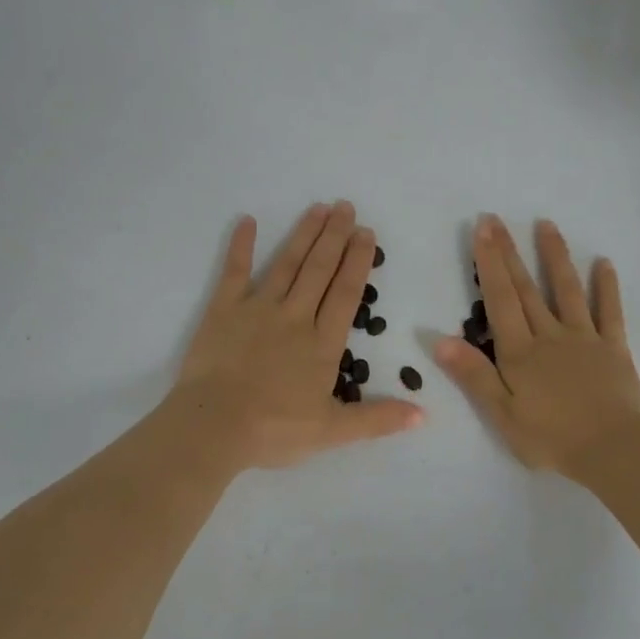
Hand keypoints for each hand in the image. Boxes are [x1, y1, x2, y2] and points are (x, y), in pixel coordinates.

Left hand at [165, 202, 424, 471]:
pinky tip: (246, 221)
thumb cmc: (274, 430)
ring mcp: (257, 309)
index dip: (357, 262)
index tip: (366, 233)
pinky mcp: (223, 311)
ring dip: (304, 235)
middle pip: (319, 270)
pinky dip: (241, 246)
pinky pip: (233, 272)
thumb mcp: (332, 431)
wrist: (215, 426)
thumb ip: (378, 419)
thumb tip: (424, 414)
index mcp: (322, 344)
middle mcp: (294, 317)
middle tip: (345, 207)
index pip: (345, 294)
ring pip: (286, 264)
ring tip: (318, 208)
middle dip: (334, 237)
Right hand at [435, 215, 639, 478]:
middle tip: (497, 219)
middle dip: (510, 252)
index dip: (489, 263)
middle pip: (526, 288)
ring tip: (547, 225)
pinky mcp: (614, 348)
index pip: (500, 299)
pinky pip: (610, 312)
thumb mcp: (501, 414)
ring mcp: (584, 338)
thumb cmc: (551, 438)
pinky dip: (607, 287)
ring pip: (566, 290)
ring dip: (555, 257)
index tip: (482, 229)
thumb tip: (440, 340)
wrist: (612, 450)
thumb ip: (473, 375)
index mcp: (519, 352)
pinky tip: (604, 263)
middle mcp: (550, 335)